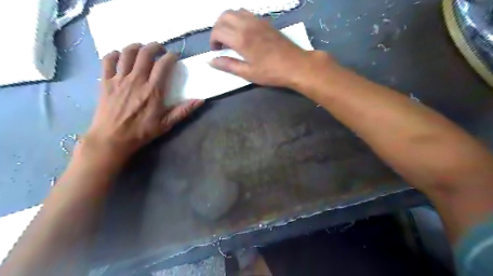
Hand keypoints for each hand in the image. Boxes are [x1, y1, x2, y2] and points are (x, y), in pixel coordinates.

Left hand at [84, 42, 201, 164]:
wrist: (113, 138)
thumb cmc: (142, 131)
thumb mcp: (167, 123)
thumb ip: (184, 110)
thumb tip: (201, 100)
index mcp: (153, 90)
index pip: (163, 65)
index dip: (170, 57)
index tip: (175, 56)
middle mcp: (136, 80)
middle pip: (145, 53)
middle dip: (154, 46)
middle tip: (160, 49)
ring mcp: (119, 79)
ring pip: (127, 53)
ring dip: (136, 46)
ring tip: (142, 48)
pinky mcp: (106, 82)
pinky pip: (108, 60)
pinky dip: (115, 54)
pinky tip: (120, 56)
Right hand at [210, 9, 317, 88]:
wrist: (295, 65)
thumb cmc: (271, 72)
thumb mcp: (248, 73)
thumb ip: (228, 65)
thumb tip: (210, 61)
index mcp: (241, 39)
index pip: (218, 31)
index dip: (213, 41)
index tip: (216, 51)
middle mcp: (247, 25)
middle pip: (224, 16)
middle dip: (217, 28)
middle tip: (220, 43)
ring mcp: (257, 21)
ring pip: (235, 11)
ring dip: (227, 21)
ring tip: (230, 36)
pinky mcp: (265, 21)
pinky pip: (246, 13)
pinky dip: (239, 18)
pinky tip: (243, 32)